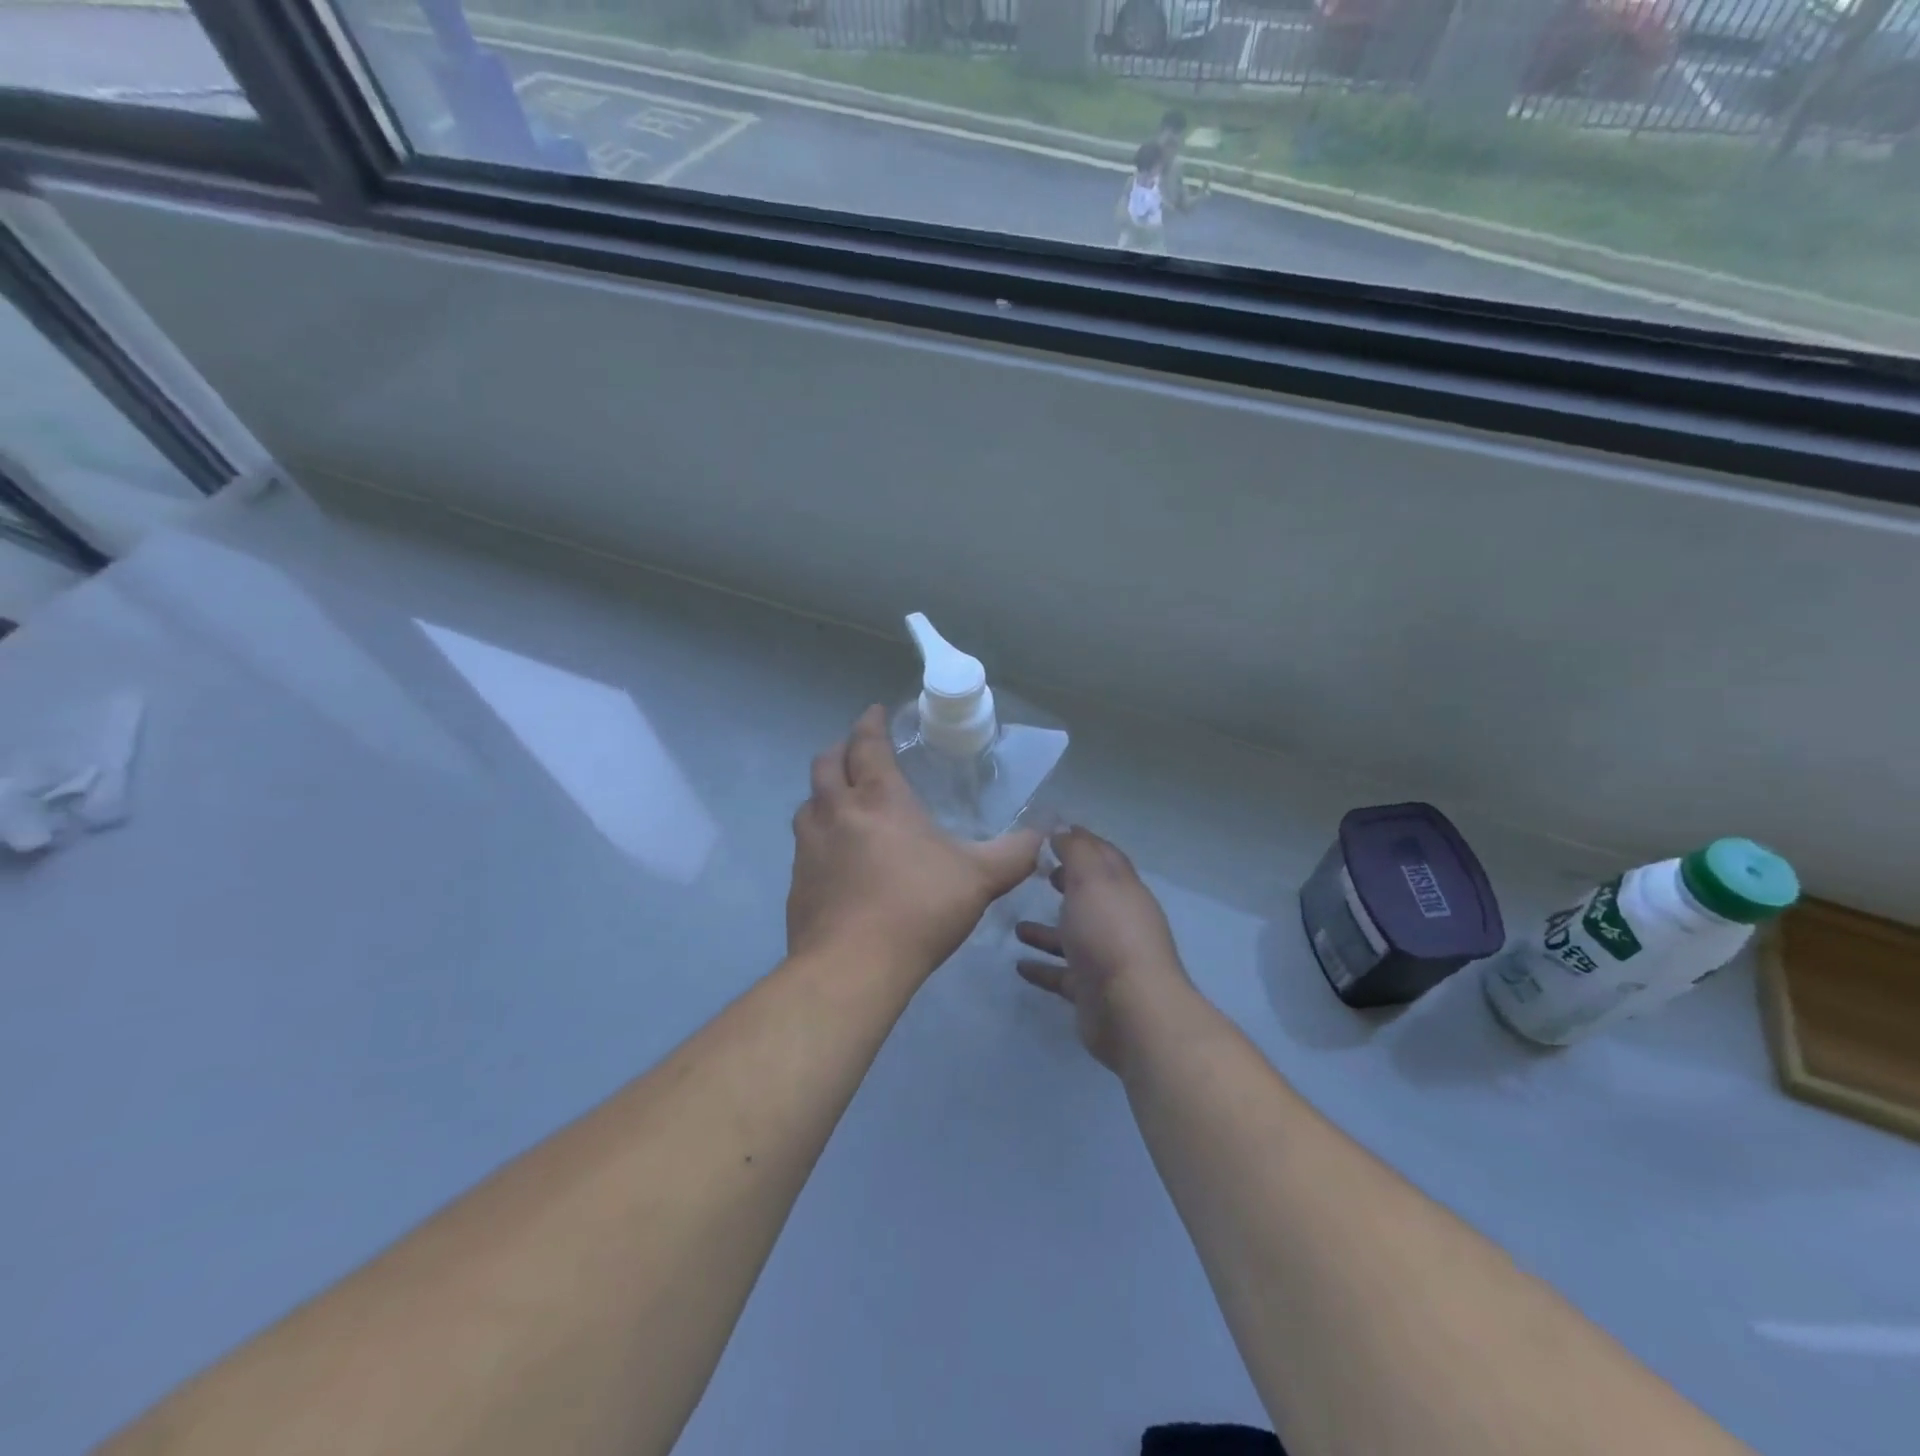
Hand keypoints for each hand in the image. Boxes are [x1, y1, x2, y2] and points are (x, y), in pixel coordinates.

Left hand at [788, 706, 1040, 981]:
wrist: (853, 966)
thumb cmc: (919, 909)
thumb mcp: (980, 878)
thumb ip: (1015, 853)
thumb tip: (1044, 833)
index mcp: (879, 799)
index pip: (867, 744)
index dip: (870, 723)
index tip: (875, 712)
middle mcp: (837, 812)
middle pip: (826, 764)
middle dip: (841, 749)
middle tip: (857, 751)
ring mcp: (809, 846)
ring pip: (808, 802)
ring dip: (823, 792)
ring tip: (841, 800)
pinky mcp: (797, 881)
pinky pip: (803, 843)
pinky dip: (817, 835)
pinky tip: (833, 856)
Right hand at [1015, 827, 1192, 1070]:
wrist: (1130, 1008)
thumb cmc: (1109, 933)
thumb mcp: (1091, 879)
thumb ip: (1077, 851)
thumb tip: (1065, 830)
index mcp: (1122, 889)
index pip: (1104, 857)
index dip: (1082, 843)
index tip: (1053, 834)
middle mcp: (1117, 921)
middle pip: (1090, 896)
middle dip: (1067, 883)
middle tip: (1038, 874)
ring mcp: (1105, 958)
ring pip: (1073, 937)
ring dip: (1047, 930)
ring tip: (1016, 925)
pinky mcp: (1090, 990)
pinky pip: (1062, 974)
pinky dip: (1043, 968)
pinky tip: (1019, 965)